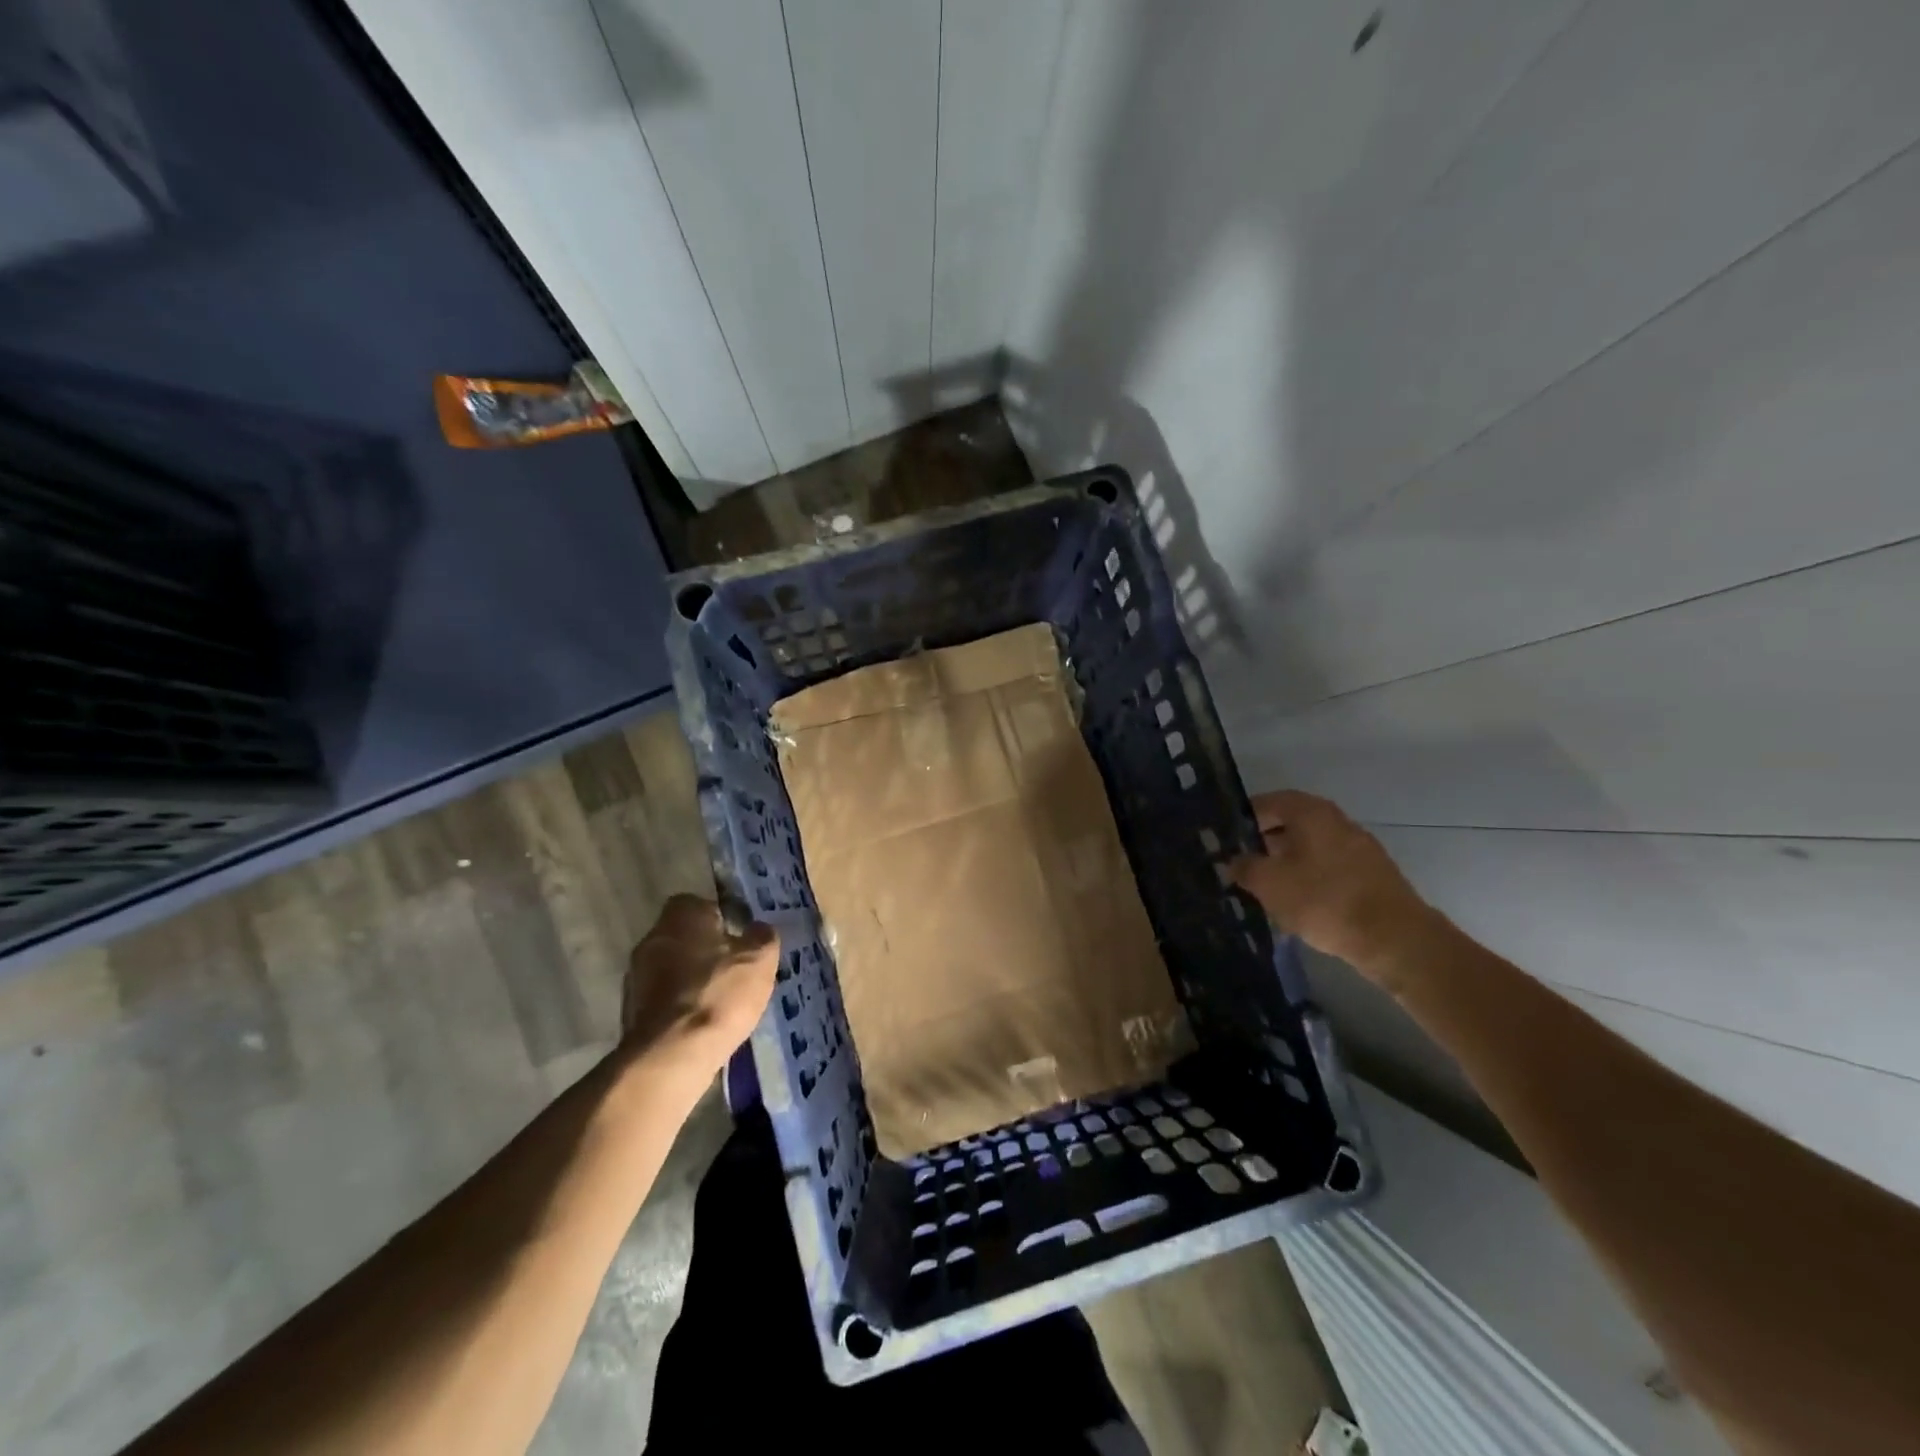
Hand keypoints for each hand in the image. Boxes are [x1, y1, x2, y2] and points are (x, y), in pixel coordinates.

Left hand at [621, 895, 778, 1076]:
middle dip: (706, 950)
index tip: (739, 939)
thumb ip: (762, 936)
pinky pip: (663, 998)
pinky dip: (680, 1006)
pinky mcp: (630, 1011)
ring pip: (671, 967)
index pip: (699, 903)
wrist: (671, 1054)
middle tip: (734, 969)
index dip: (721, 918)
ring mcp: (636, 976)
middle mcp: (652, 938)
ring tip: (720, 1000)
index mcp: (681, 916)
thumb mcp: (760, 959)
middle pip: (683, 936)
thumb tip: (758, 929)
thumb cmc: (720, 993)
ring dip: (691, 979)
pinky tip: (701, 1023)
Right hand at [1229, 791, 1437, 980]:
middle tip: (1242, 864)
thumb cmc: (1324, 900)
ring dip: (1288, 861)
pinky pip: (1330, 866)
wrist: (1394, 938)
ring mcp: (1359, 847)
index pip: (1269, 801)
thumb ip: (1244, 867)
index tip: (1226, 838)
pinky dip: (1310, 877)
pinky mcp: (1372, 874)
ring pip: (1311, 846)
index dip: (1244, 818)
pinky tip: (1298, 902)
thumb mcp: (1269, 883)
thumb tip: (1233, 861)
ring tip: (1266, 887)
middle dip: (1265, 842)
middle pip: (1292, 823)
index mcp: (1311, 812)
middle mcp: (1337, 821)